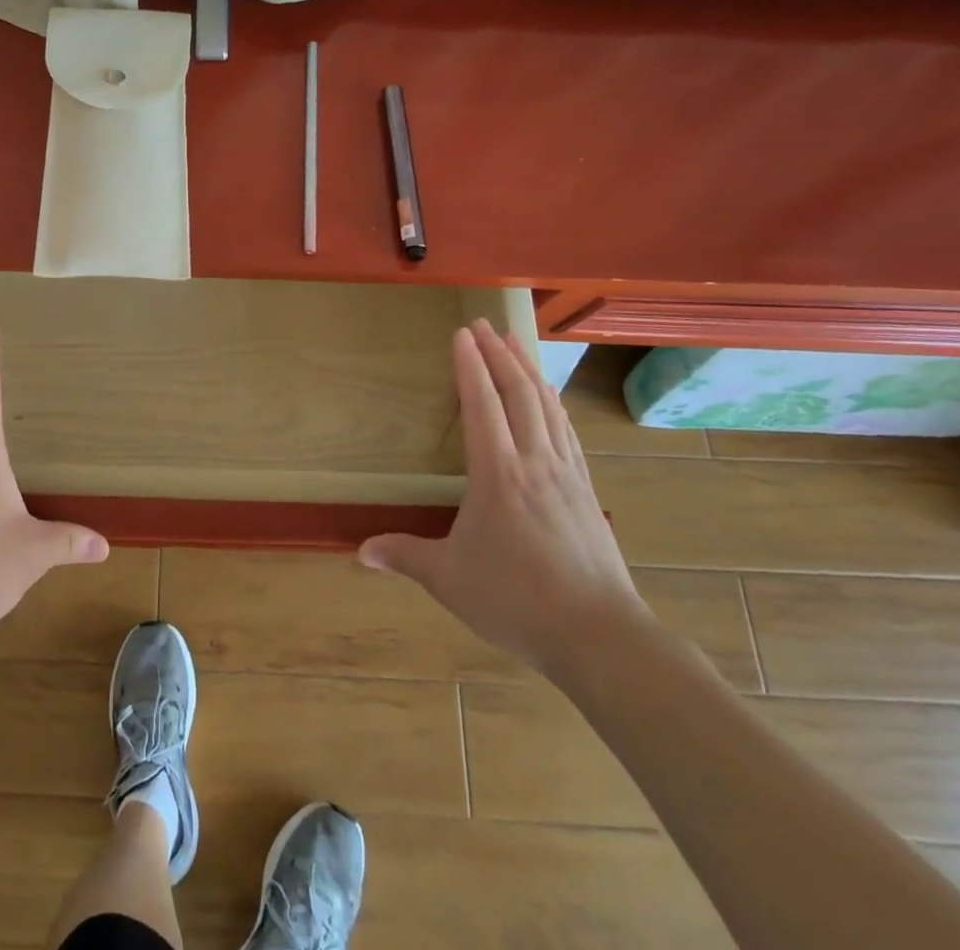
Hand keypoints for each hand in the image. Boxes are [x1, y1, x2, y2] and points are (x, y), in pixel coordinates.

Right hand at [359, 322, 647, 677]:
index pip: (482, 405)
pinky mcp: (587, 492)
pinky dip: (555, 405)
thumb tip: (360, 552)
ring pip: (548, 408)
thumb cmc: (516, 600)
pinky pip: (568, 434)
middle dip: (499, 354)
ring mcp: (566, 475)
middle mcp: (534, 462)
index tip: (461, 333)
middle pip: (518, 394)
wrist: (599, 636)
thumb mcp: (449, 578)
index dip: (470, 365)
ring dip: (529, 371)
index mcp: (497, 473)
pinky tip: (553, 400)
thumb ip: (404, 556)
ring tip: (516, 344)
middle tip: (484, 324)